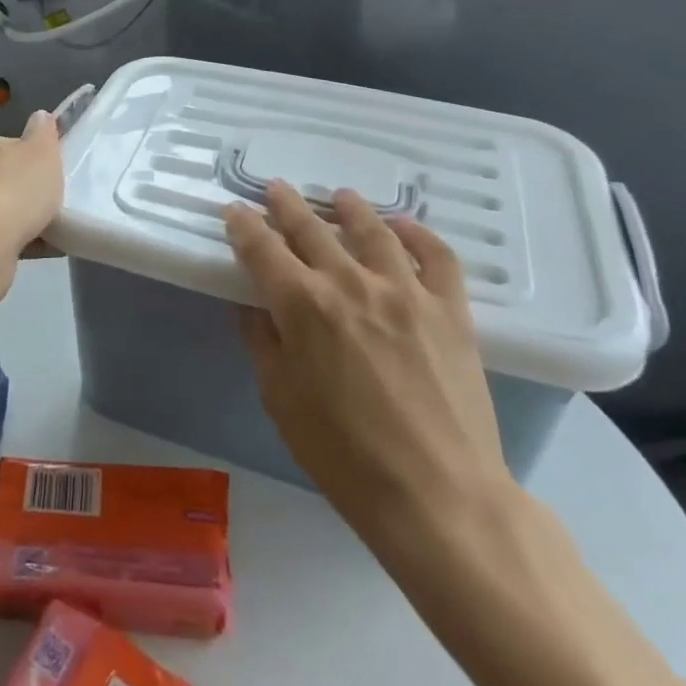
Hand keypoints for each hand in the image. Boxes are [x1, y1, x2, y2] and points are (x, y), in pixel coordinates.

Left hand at [0, 111, 63, 258]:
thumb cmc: (14, 188)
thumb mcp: (42, 150)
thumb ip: (43, 132)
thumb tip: (40, 116)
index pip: (0, 144)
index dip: (24, 157)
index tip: (44, 172)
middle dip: (19, 190)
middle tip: (49, 200)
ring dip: (17, 219)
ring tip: (51, 229)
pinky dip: (16, 242)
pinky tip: (42, 249)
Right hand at [226, 182, 509, 563]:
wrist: (439, 497)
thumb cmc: (344, 456)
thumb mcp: (281, 399)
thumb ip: (263, 341)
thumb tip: (253, 305)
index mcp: (302, 305)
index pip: (261, 247)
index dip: (243, 224)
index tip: (234, 211)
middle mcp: (350, 283)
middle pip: (310, 227)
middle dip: (286, 204)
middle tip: (275, 189)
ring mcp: (405, 291)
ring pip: (373, 230)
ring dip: (350, 208)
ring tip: (339, 196)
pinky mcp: (450, 310)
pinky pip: (437, 256)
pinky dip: (418, 234)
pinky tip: (404, 227)